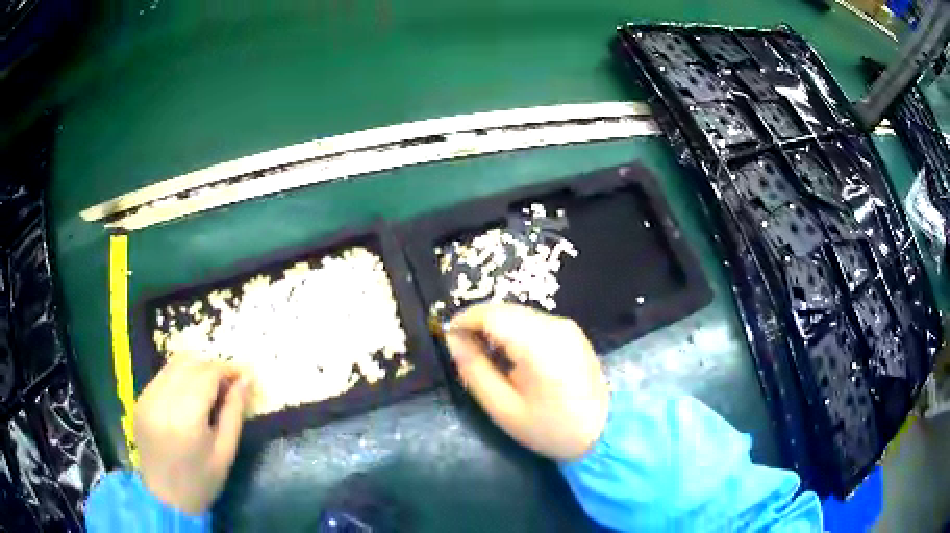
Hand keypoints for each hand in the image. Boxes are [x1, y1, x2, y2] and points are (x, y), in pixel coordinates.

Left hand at [134, 358, 253, 514]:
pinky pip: (162, 376)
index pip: (206, 374)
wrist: (165, 499)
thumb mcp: (225, 452)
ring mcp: (146, 398)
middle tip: (228, 383)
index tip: (243, 375)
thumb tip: (246, 380)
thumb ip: (234, 412)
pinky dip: (179, 377)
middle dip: (211, 366)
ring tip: (209, 387)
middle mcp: (161, 400)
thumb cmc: (201, 481)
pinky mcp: (139, 400)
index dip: (226, 369)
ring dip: (195, 369)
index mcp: (185, 418)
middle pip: (189, 363)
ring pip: (173, 365)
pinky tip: (189, 395)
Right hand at [445, 303, 609, 460]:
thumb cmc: (550, 428)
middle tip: (463, 350)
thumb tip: (453, 341)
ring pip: (518, 314)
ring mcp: (567, 326)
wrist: (603, 433)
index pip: (492, 314)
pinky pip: (533, 322)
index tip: (447, 338)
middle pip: (505, 310)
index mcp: (539, 344)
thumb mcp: (503, 408)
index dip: (464, 320)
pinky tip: (510, 355)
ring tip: (484, 355)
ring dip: (496, 327)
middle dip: (478, 324)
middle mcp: (555, 325)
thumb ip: (475, 370)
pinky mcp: (572, 332)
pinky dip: (514, 331)